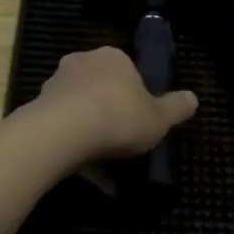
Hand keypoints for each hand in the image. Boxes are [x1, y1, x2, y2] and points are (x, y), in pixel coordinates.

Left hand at [28, 47, 196, 160]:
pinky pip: (65, 129)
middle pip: (103, 89)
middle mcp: (83, 62)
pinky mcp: (40, 108)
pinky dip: (78, 150)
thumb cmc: (118, 116)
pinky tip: (90, 176)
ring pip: (82, 110)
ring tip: (109, 171)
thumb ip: (176, 108)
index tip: (142, 121)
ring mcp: (58, 84)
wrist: (63, 131)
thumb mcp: (158, 118)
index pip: (128, 71)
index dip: (137, 97)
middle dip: (112, 114)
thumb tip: (194, 98)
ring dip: (93, 135)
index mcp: (113, 57)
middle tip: (125, 144)